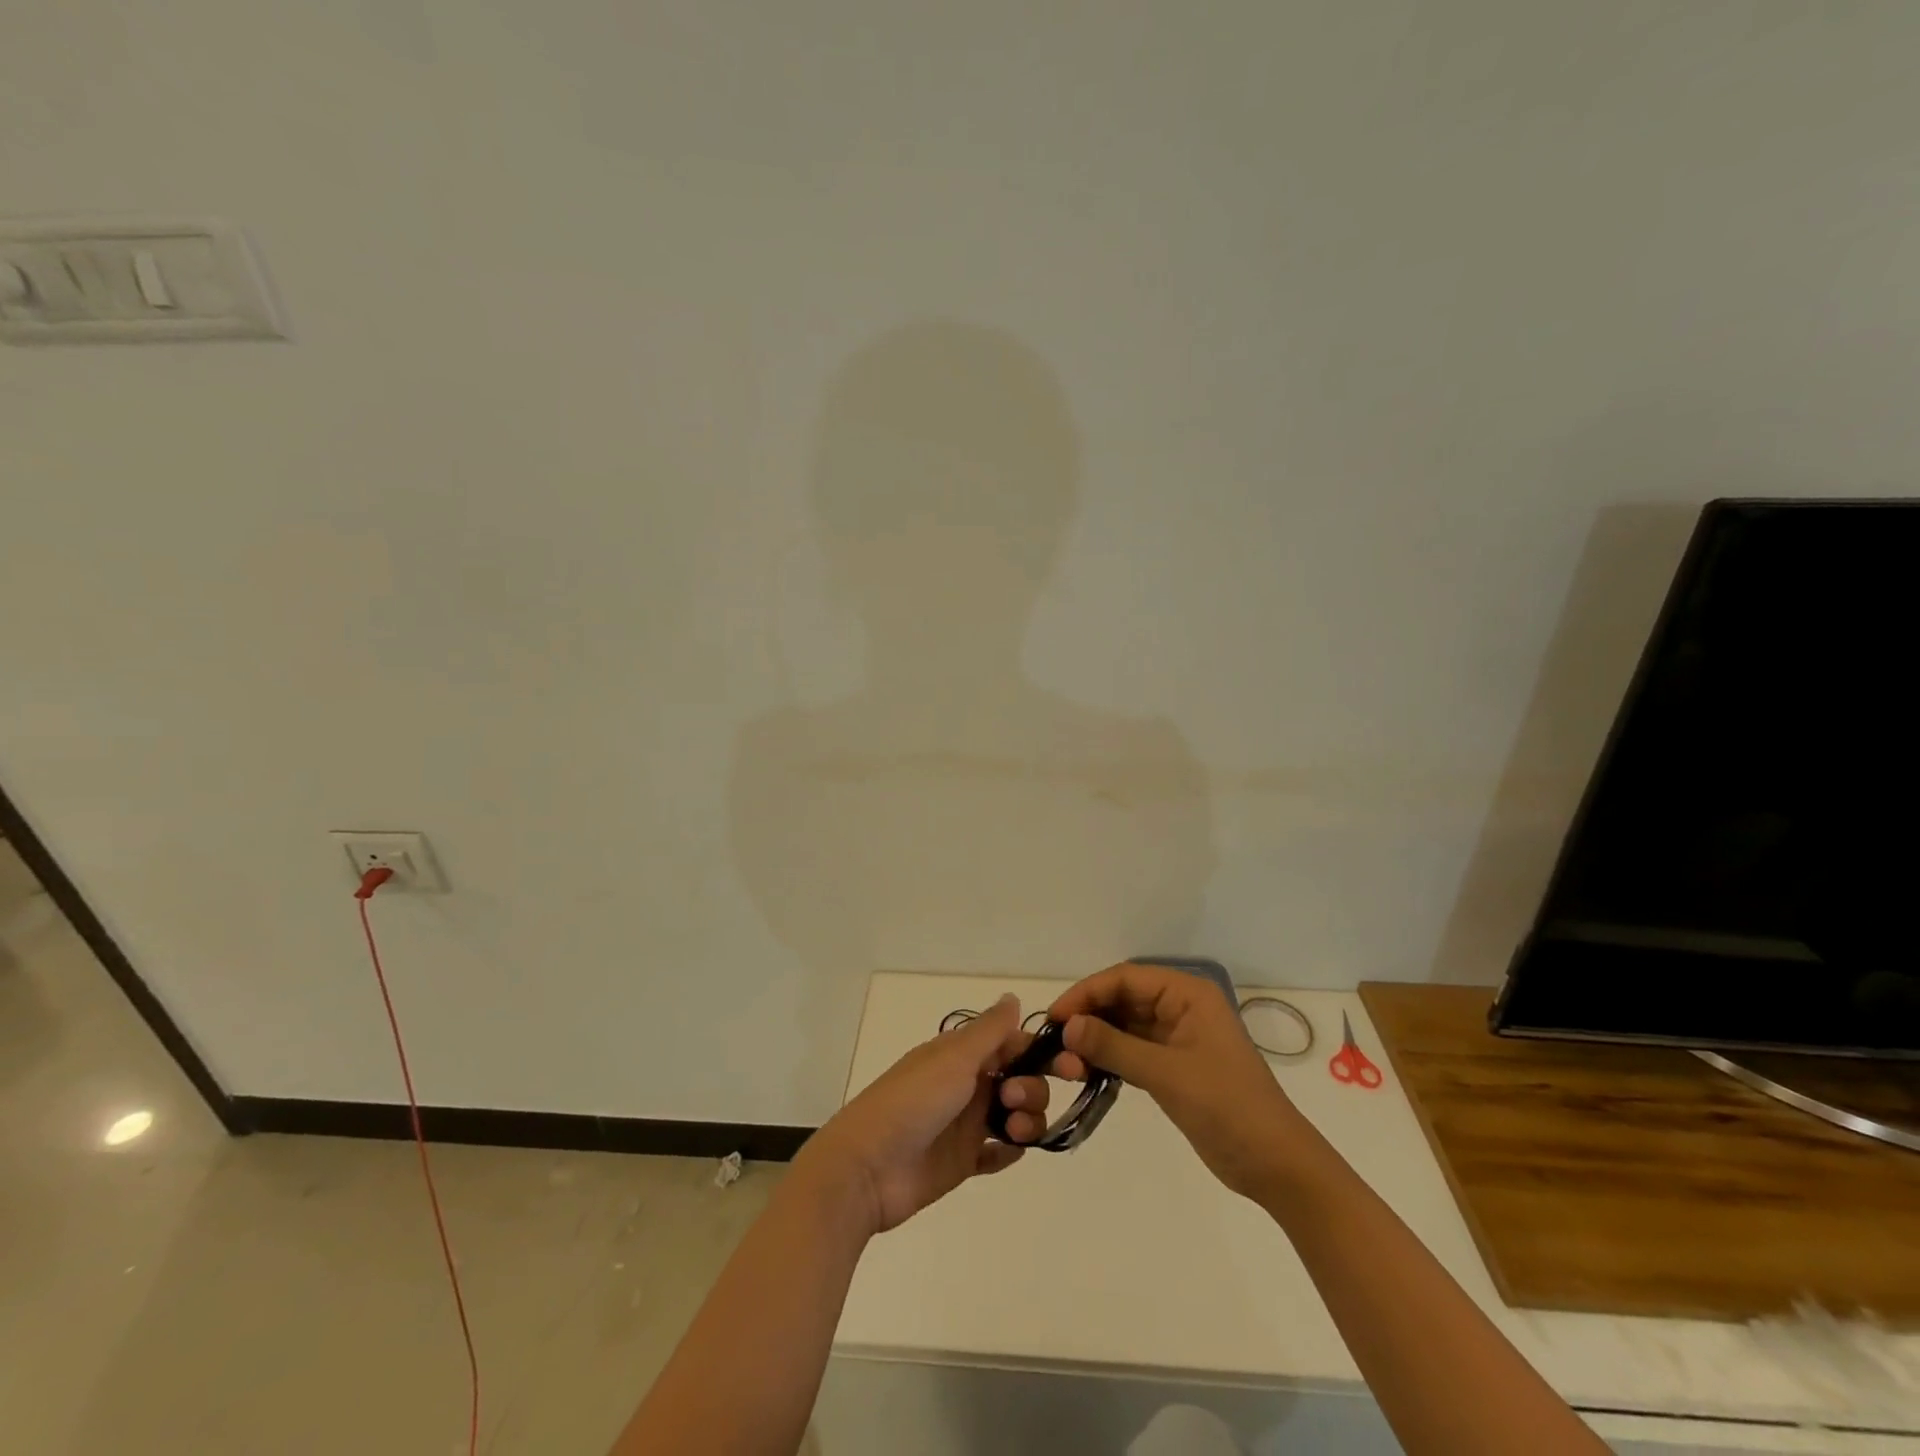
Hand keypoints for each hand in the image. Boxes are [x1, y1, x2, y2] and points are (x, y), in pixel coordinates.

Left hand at [794, 995, 1055, 1236]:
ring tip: (1013, 1132)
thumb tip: (1013, 997)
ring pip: (1013, 1115)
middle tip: (1013, 1100)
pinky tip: (1011, 1151)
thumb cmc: (913, 1102)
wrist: (867, 1168)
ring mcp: (964, 1124)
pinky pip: (996, 1153)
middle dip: (1031, 1089)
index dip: (1039, 1052)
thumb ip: (989, 1031)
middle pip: (1019, 1080)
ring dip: (1026, 1120)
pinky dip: (1009, 1151)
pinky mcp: (962, 1161)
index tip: (1069, 1066)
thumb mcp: (954, 1058)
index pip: (1011, 1044)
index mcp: (961, 1054)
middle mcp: (966, 1084)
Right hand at [1049, 962, 1306, 1200]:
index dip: (1086, 993)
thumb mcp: (1166, 1073)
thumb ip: (1114, 1046)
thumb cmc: (1227, 1106)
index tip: (1055, 1018)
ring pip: (1124, 1026)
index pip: (1125, 978)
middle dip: (1088, 1018)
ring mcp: (1177, 1037)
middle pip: (1122, 999)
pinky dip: (1109, 1058)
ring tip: (1066, 1064)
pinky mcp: (1173, 1066)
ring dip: (1095, 1040)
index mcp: (1187, 993)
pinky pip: (1132, 1050)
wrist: (1275, 1164)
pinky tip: (1085, 1072)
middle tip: (1055, 1046)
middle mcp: (1180, 1007)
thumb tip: (1066, 1027)